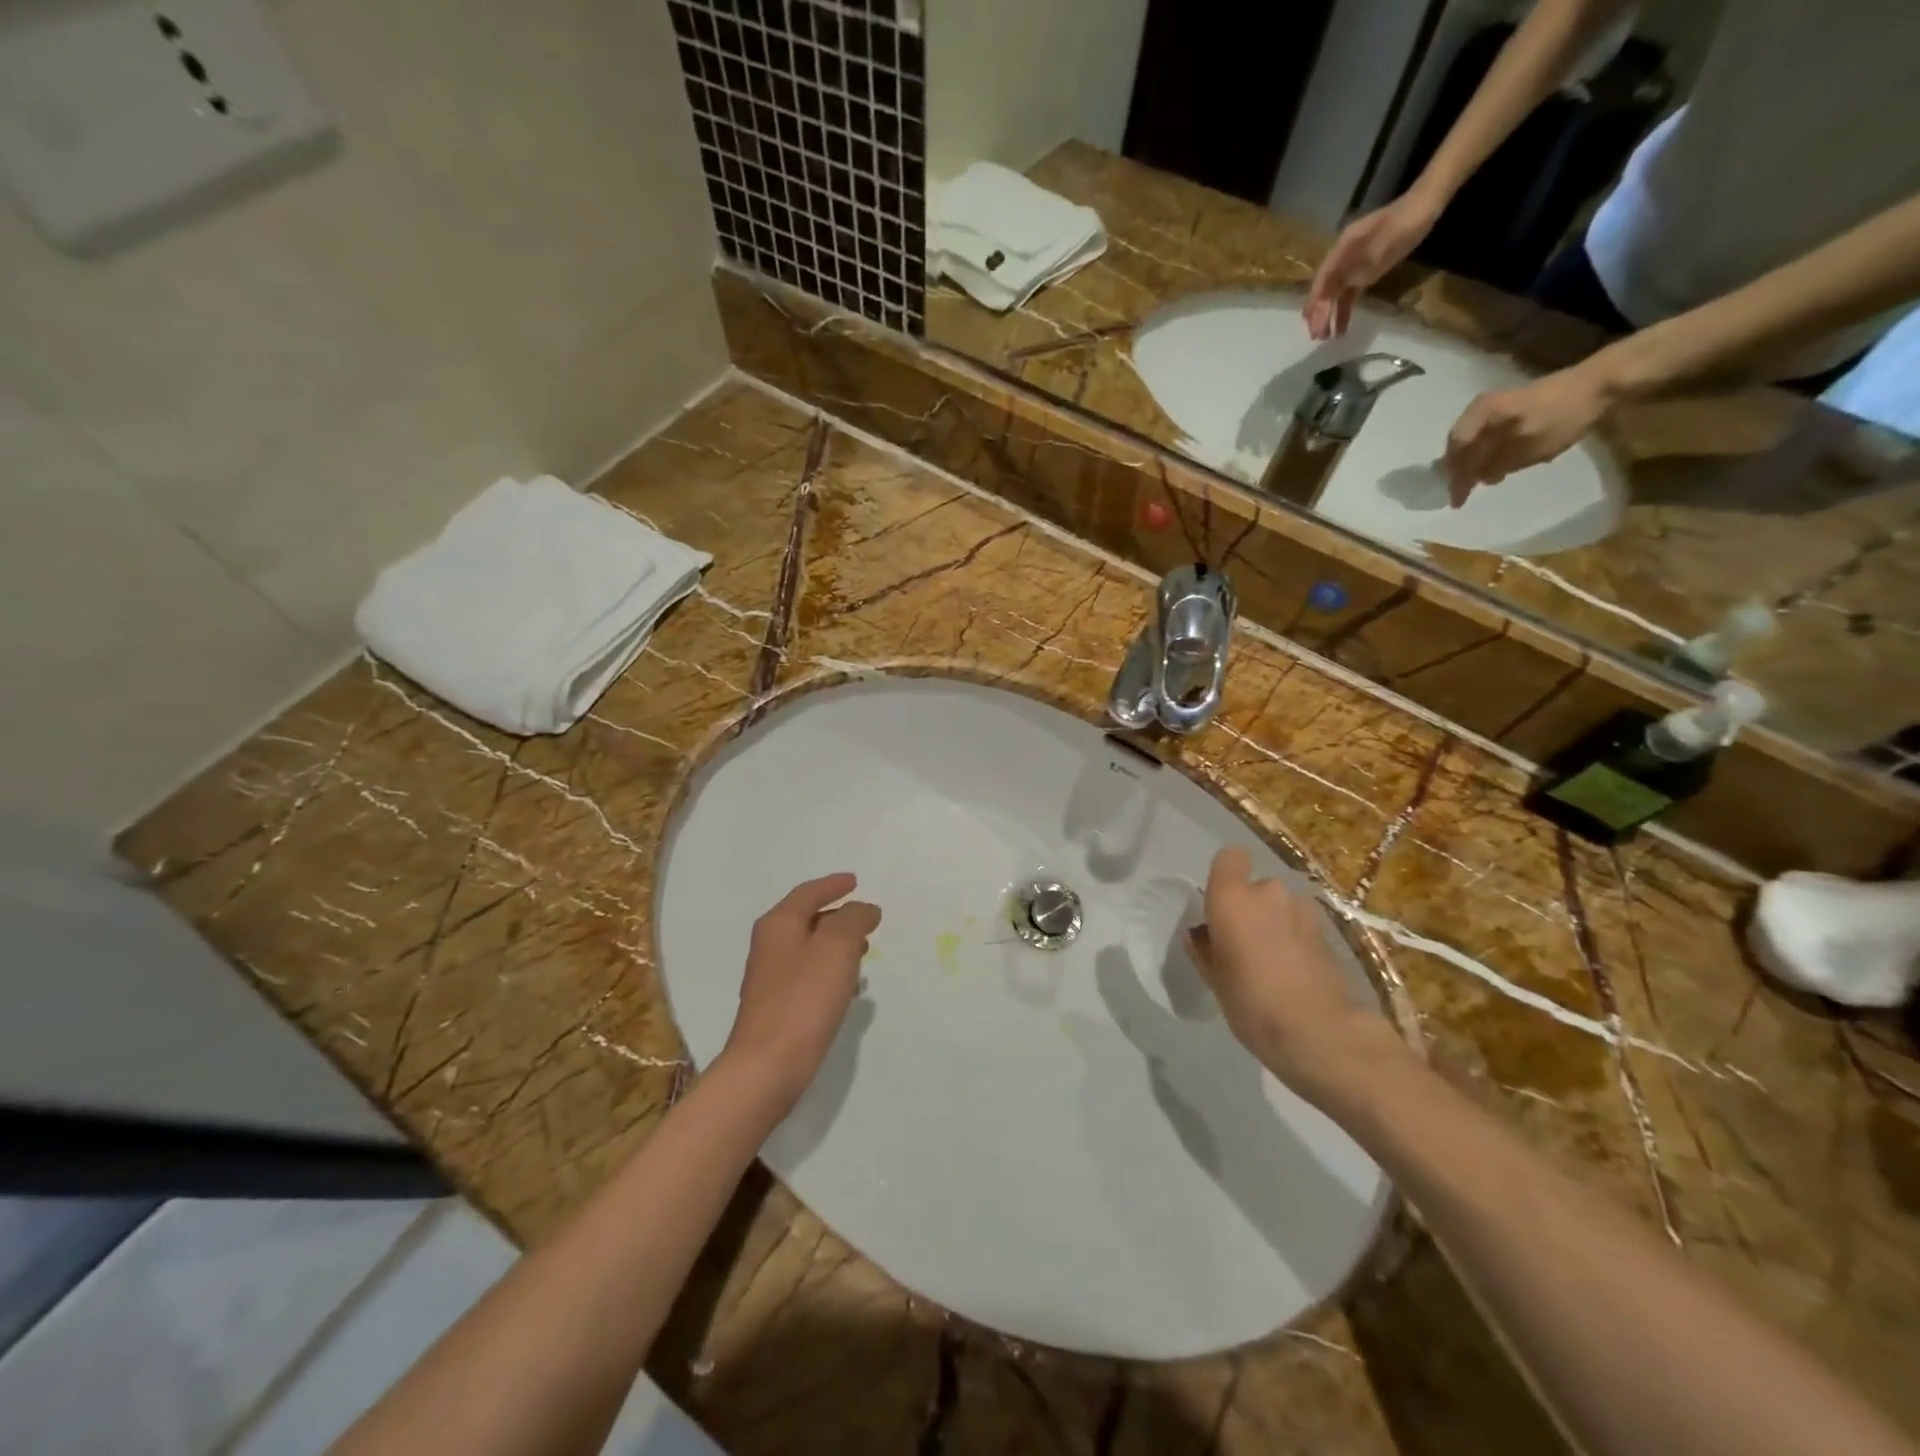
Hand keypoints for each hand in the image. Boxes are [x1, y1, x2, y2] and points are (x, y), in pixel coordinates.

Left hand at [722, 873, 879, 1105]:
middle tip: (866, 919)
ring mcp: (770, 978)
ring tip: (864, 951)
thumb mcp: (837, 947)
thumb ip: (853, 919)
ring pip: (809, 948)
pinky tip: (848, 988)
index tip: (855, 881)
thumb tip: (863, 908)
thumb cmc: (804, 998)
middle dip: (838, 916)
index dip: (833, 885)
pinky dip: (830, 971)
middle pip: (807, 918)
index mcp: (779, 924)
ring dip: (836, 945)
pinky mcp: (778, 1006)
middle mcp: (769, 945)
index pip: (808, 893)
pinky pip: (809, 975)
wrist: (768, 1066)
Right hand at [1186, 847, 1400, 1101]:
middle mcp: (1269, 892)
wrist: (1320, 1032)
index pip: (1230, 857)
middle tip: (1244, 943)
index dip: (1225, 874)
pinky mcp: (1329, 931)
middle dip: (1251, 907)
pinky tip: (1294, 970)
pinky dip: (1295, 938)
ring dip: (1275, 922)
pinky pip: (1300, 924)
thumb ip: (1205, 947)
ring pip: (1281, 905)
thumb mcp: (1213, 978)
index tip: (1219, 903)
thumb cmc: (1252, 1002)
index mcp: (1233, 897)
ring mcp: (1303, 909)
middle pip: (1256, 886)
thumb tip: (1204, 933)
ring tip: (1272, 959)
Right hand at [1304, 190, 1442, 340]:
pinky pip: (1348, 295)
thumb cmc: (1403, 223)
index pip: (1322, 280)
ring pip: (1335, 295)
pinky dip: (1344, 311)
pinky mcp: (1363, 273)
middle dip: (1319, 313)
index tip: (1312, 322)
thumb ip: (1359, 266)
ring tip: (1327, 338)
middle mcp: (1341, 259)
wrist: (1423, 207)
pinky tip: (1342, 328)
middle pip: (1325, 290)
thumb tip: (1338, 288)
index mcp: (1341, 249)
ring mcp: (1352, 267)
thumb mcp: (1382, 243)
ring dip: (1329, 316)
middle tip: (1317, 336)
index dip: (1315, 301)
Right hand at [1441, 360, 1616, 505]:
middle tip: (1462, 494)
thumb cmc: (1560, 416)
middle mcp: (1480, 410)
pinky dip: (1486, 453)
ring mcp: (1495, 407)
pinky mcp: (1511, 409)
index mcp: (1480, 415)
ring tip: (1476, 483)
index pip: (1456, 451)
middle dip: (1460, 471)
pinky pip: (1487, 437)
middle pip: (1460, 446)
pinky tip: (1494, 466)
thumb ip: (1496, 465)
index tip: (1457, 501)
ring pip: (1473, 443)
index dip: (1454, 478)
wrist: (1600, 384)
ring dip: (1472, 464)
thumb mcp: (1526, 447)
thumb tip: (1477, 478)